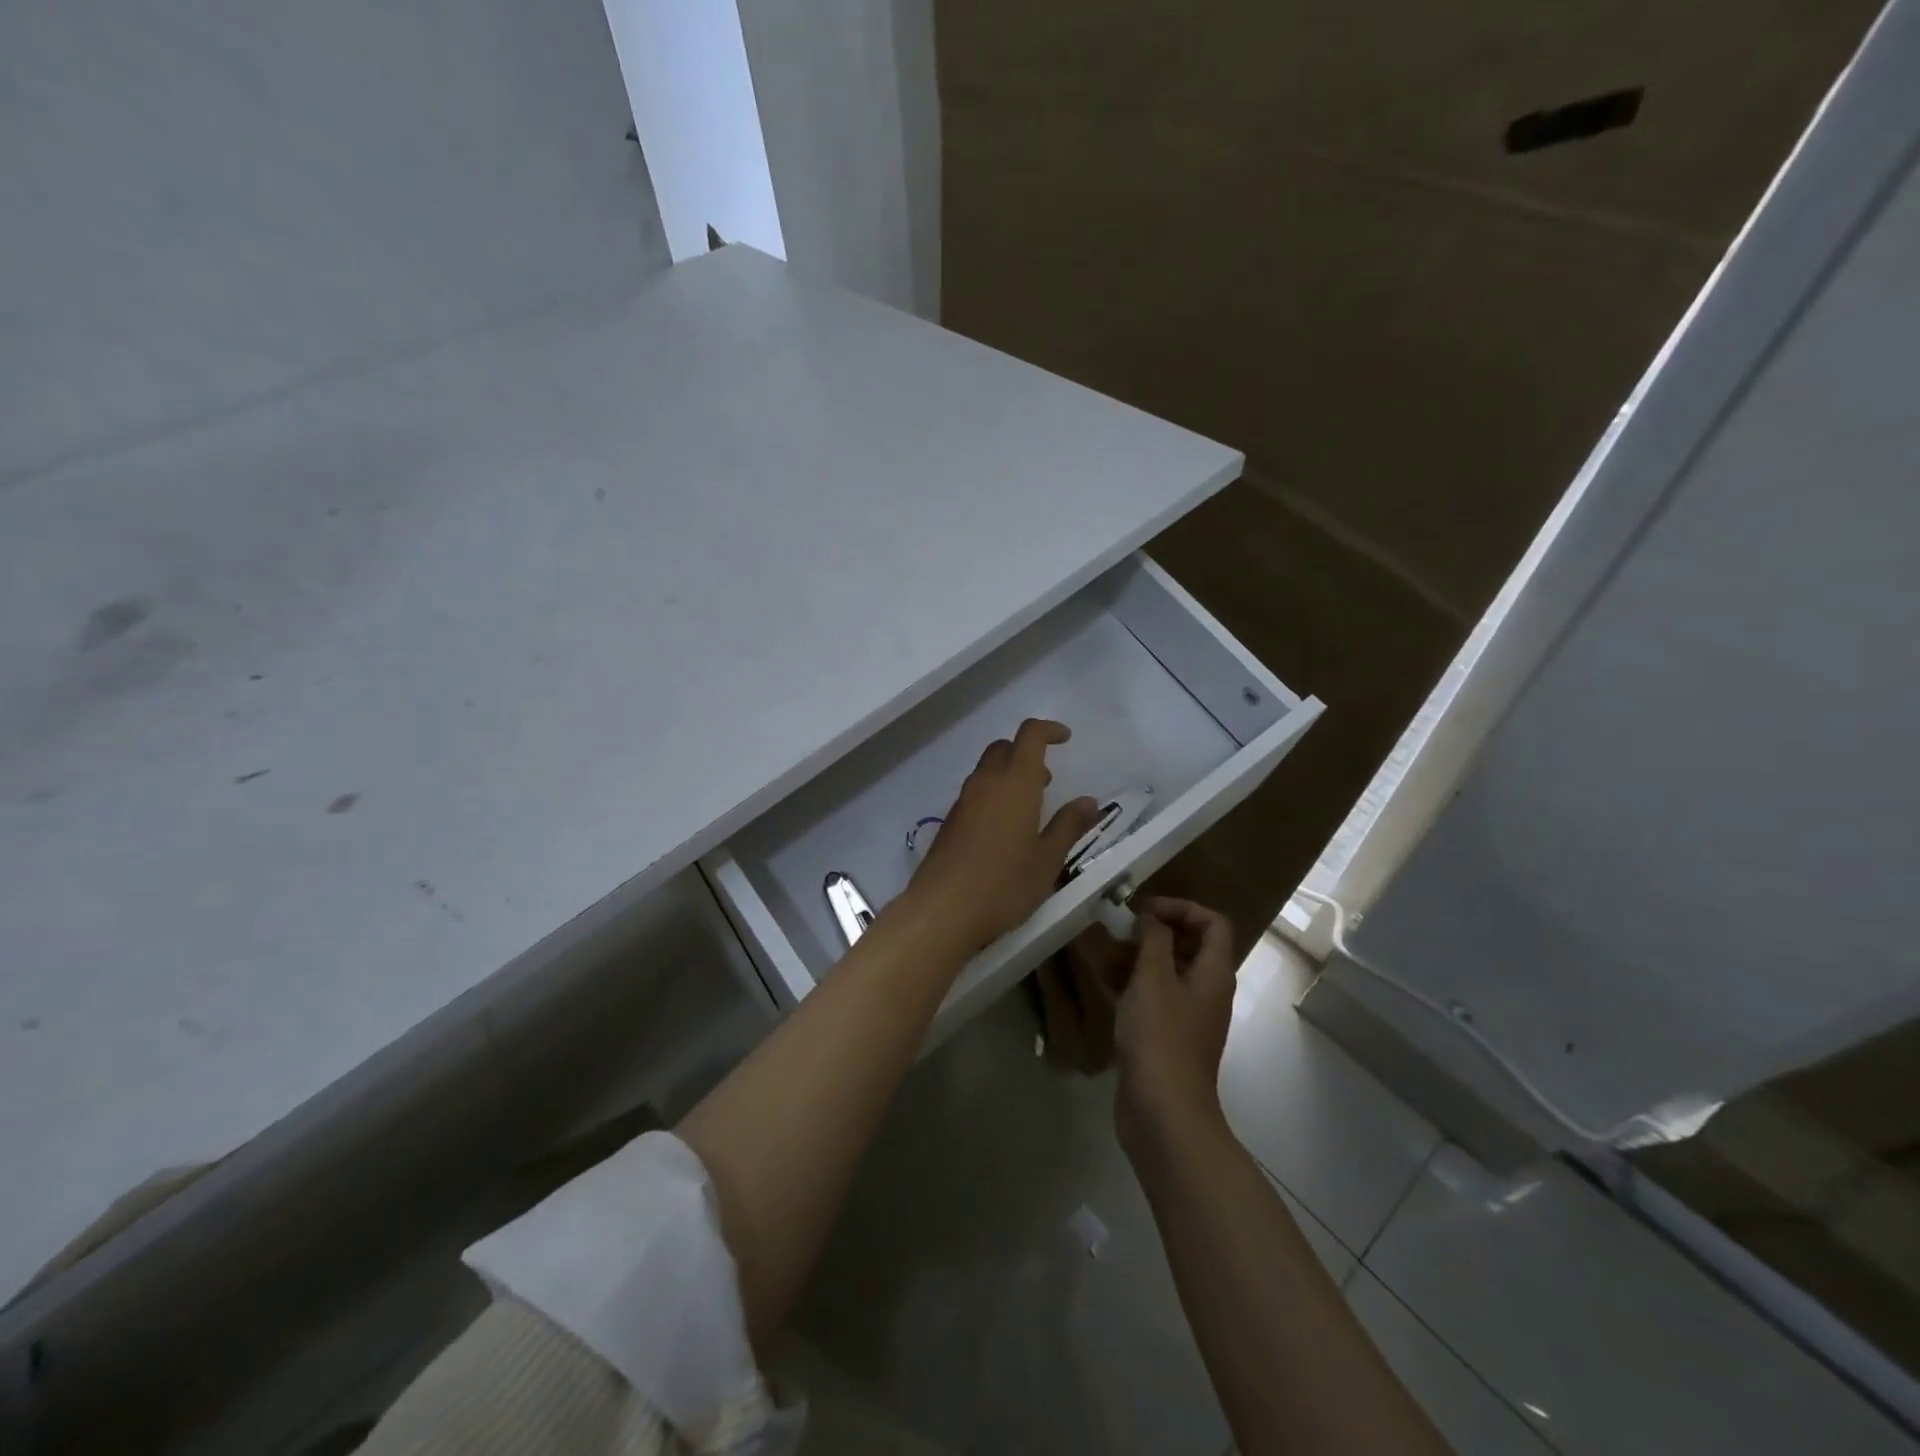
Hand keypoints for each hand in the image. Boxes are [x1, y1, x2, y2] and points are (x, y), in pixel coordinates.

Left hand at [903, 718, 1102, 955]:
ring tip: (1030, 808)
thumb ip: (1068, 826)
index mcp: (1015, 783)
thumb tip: (1089, 801)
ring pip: (987, 770)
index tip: (1065, 739)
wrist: (943, 909)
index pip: (1030, 735)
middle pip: (1004, 748)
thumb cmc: (1004, 884)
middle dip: (1027, 753)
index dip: (1048, 729)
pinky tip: (1003, 831)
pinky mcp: (950, 821)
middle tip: (1047, 780)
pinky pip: (975, 793)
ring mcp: (963, 801)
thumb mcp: (1047, 859)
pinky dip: (993, 795)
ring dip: (1009, 774)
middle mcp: (986, 783)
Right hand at [1114, 898, 1238, 1156]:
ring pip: (1170, 972)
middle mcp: (1208, 992)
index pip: (1214, 923)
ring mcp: (1190, 1017)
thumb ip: (1153, 939)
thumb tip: (1152, 916)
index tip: (1144, 911)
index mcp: (1214, 974)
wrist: (1163, 1112)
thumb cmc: (1160, 1037)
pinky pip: (1157, 998)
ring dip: (1141, 957)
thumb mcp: (1153, 978)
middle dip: (1157, 932)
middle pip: (1192, 946)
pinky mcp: (1169, 1038)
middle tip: (1122, 930)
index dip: (1182, 908)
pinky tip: (1106, 986)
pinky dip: (1135, 985)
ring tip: (1106, 954)